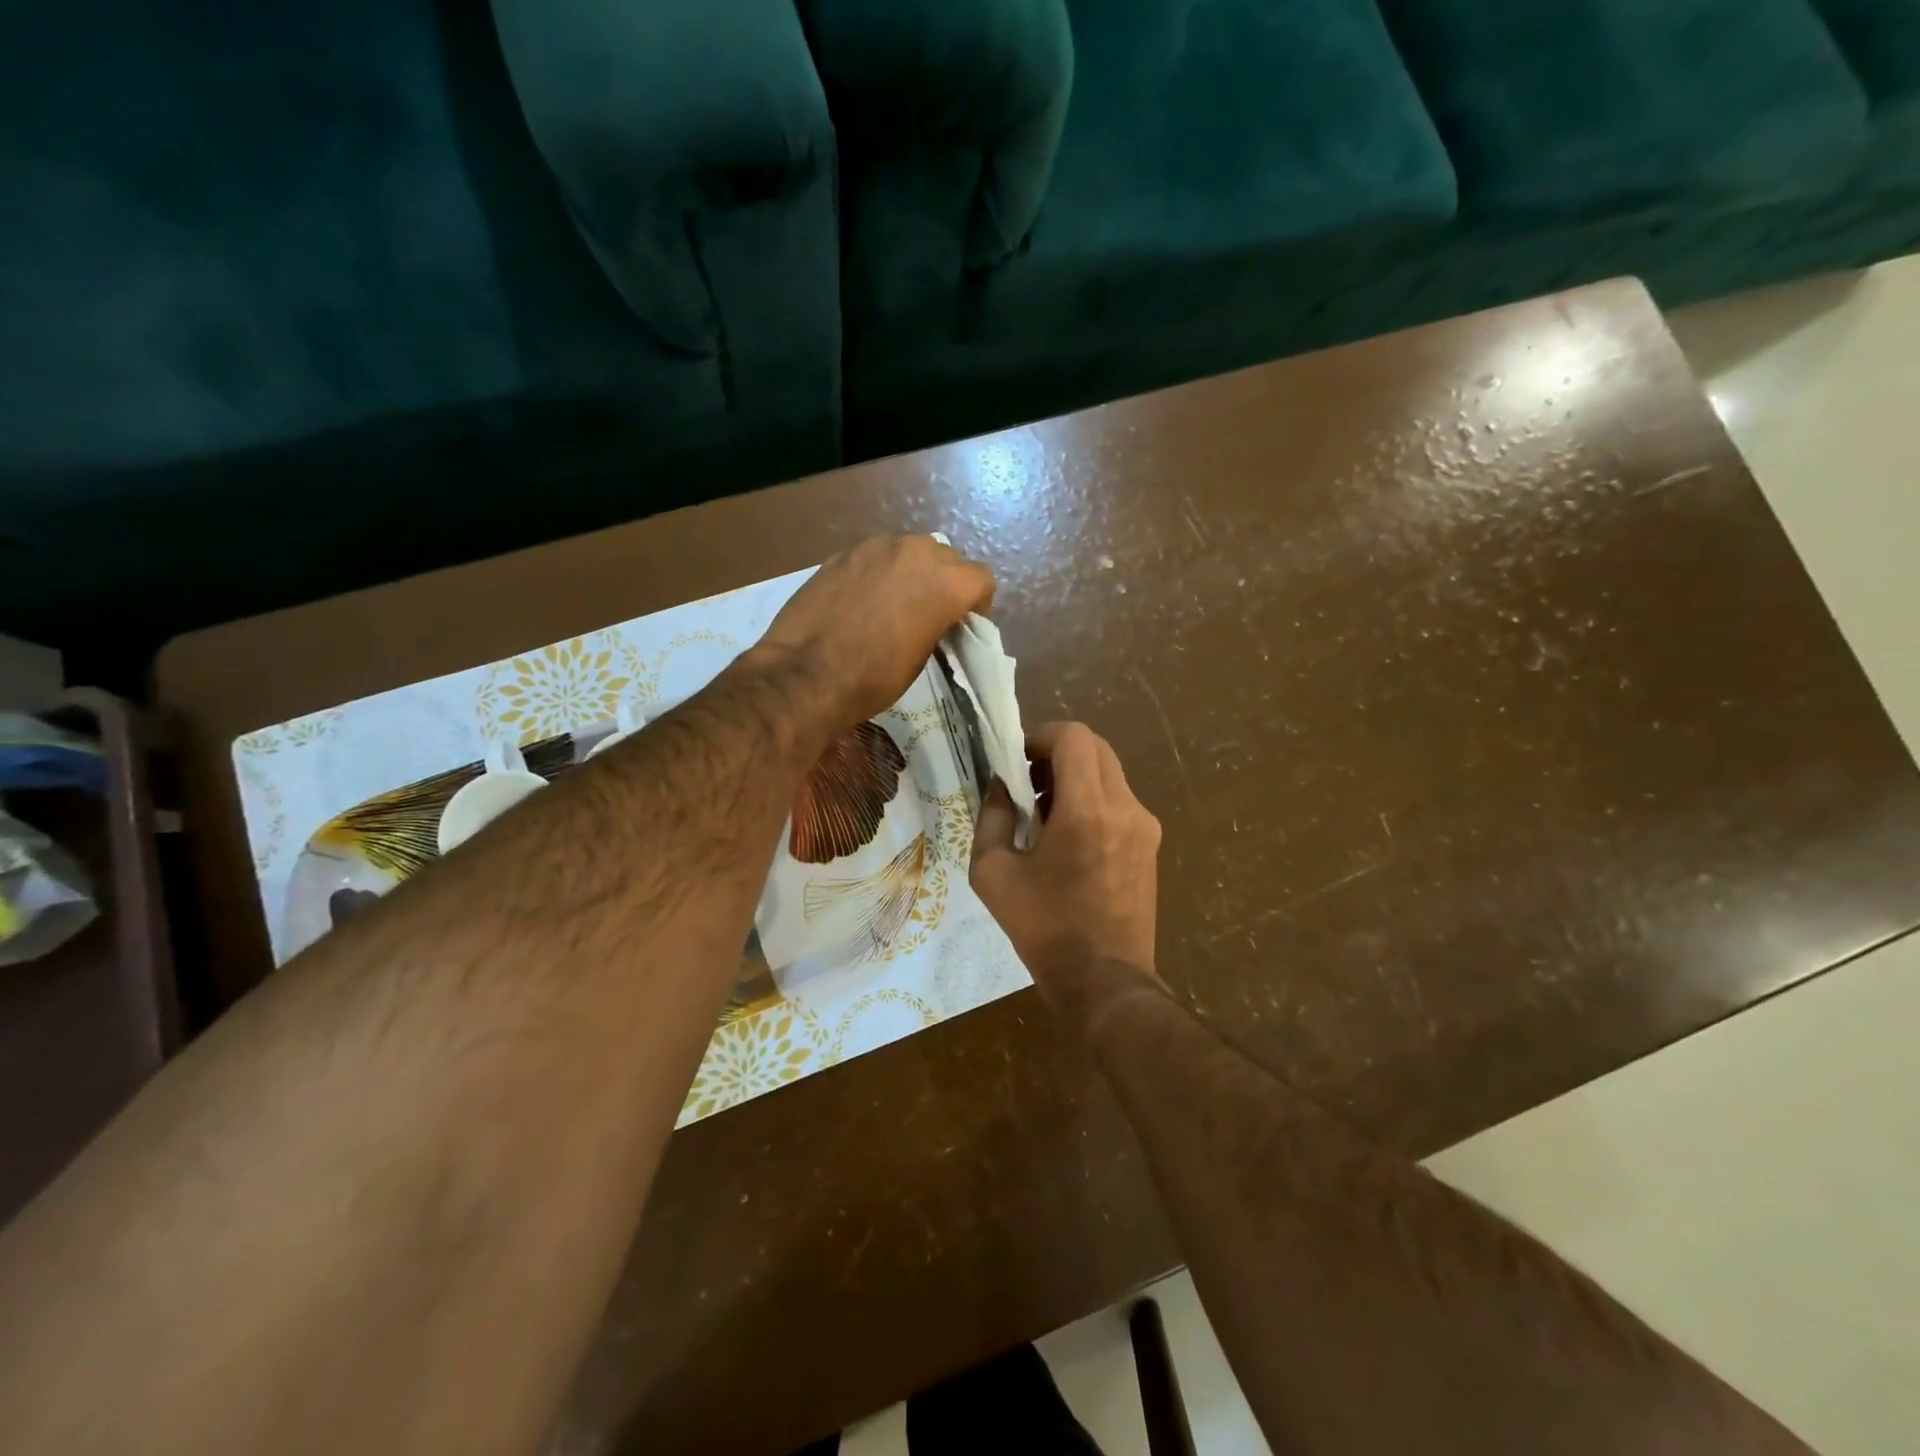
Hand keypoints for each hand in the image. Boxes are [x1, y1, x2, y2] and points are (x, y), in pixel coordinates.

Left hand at [753, 536, 995, 727]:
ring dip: (911, 572)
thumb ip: (937, 624)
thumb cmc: (873, 678)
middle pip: (946, 558)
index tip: (961, 625)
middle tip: (929, 613)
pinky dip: (878, 572)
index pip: (980, 579)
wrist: (805, 674)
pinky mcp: (843, 552)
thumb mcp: (921, 658)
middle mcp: (916, 552)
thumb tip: (934, 618)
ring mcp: (876, 547)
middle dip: (945, 582)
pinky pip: (875, 556)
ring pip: (909, 550)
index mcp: (945, 582)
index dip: (976, 604)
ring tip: (893, 603)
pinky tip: (861, 600)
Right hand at [970, 722, 1161, 999]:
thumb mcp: (992, 872)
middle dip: (1058, 754)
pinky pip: (1120, 801)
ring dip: (1076, 777)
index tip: (1018, 760)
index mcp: (1087, 809)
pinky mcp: (1151, 845)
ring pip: (1109, 773)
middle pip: (1095, 748)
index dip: (1041, 736)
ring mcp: (1145, 826)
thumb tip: (999, 786)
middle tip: (1029, 784)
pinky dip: (1094, 800)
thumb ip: (991, 816)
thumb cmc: (1043, 927)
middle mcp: (1125, 807)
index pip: (1074, 737)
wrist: (1104, 979)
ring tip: (1047, 815)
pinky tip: (1072, 840)